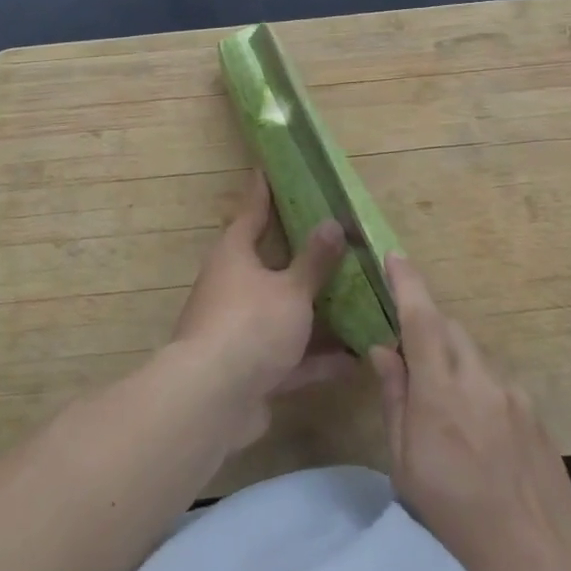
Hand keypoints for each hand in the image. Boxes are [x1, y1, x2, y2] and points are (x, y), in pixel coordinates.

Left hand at [171, 170, 351, 448]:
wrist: (213, 400)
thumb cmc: (251, 325)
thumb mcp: (291, 289)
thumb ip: (314, 261)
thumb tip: (332, 223)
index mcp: (235, 256)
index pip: (251, 213)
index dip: (263, 192)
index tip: (268, 169)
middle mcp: (233, 287)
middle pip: (271, 264)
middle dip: (301, 257)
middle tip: (334, 238)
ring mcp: (240, 330)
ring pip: (284, 312)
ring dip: (316, 312)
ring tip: (356, 300)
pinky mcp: (252, 369)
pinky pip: (292, 356)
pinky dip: (319, 358)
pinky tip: (355, 360)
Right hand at [369, 253, 570, 570]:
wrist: (543, 562)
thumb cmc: (457, 521)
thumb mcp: (406, 467)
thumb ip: (395, 399)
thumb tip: (382, 350)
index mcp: (442, 393)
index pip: (421, 320)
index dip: (407, 282)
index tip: (394, 256)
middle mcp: (481, 380)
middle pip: (449, 329)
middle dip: (425, 325)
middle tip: (405, 350)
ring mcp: (513, 394)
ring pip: (473, 353)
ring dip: (450, 358)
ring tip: (440, 403)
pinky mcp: (535, 411)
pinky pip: (495, 379)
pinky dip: (475, 384)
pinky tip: (475, 429)